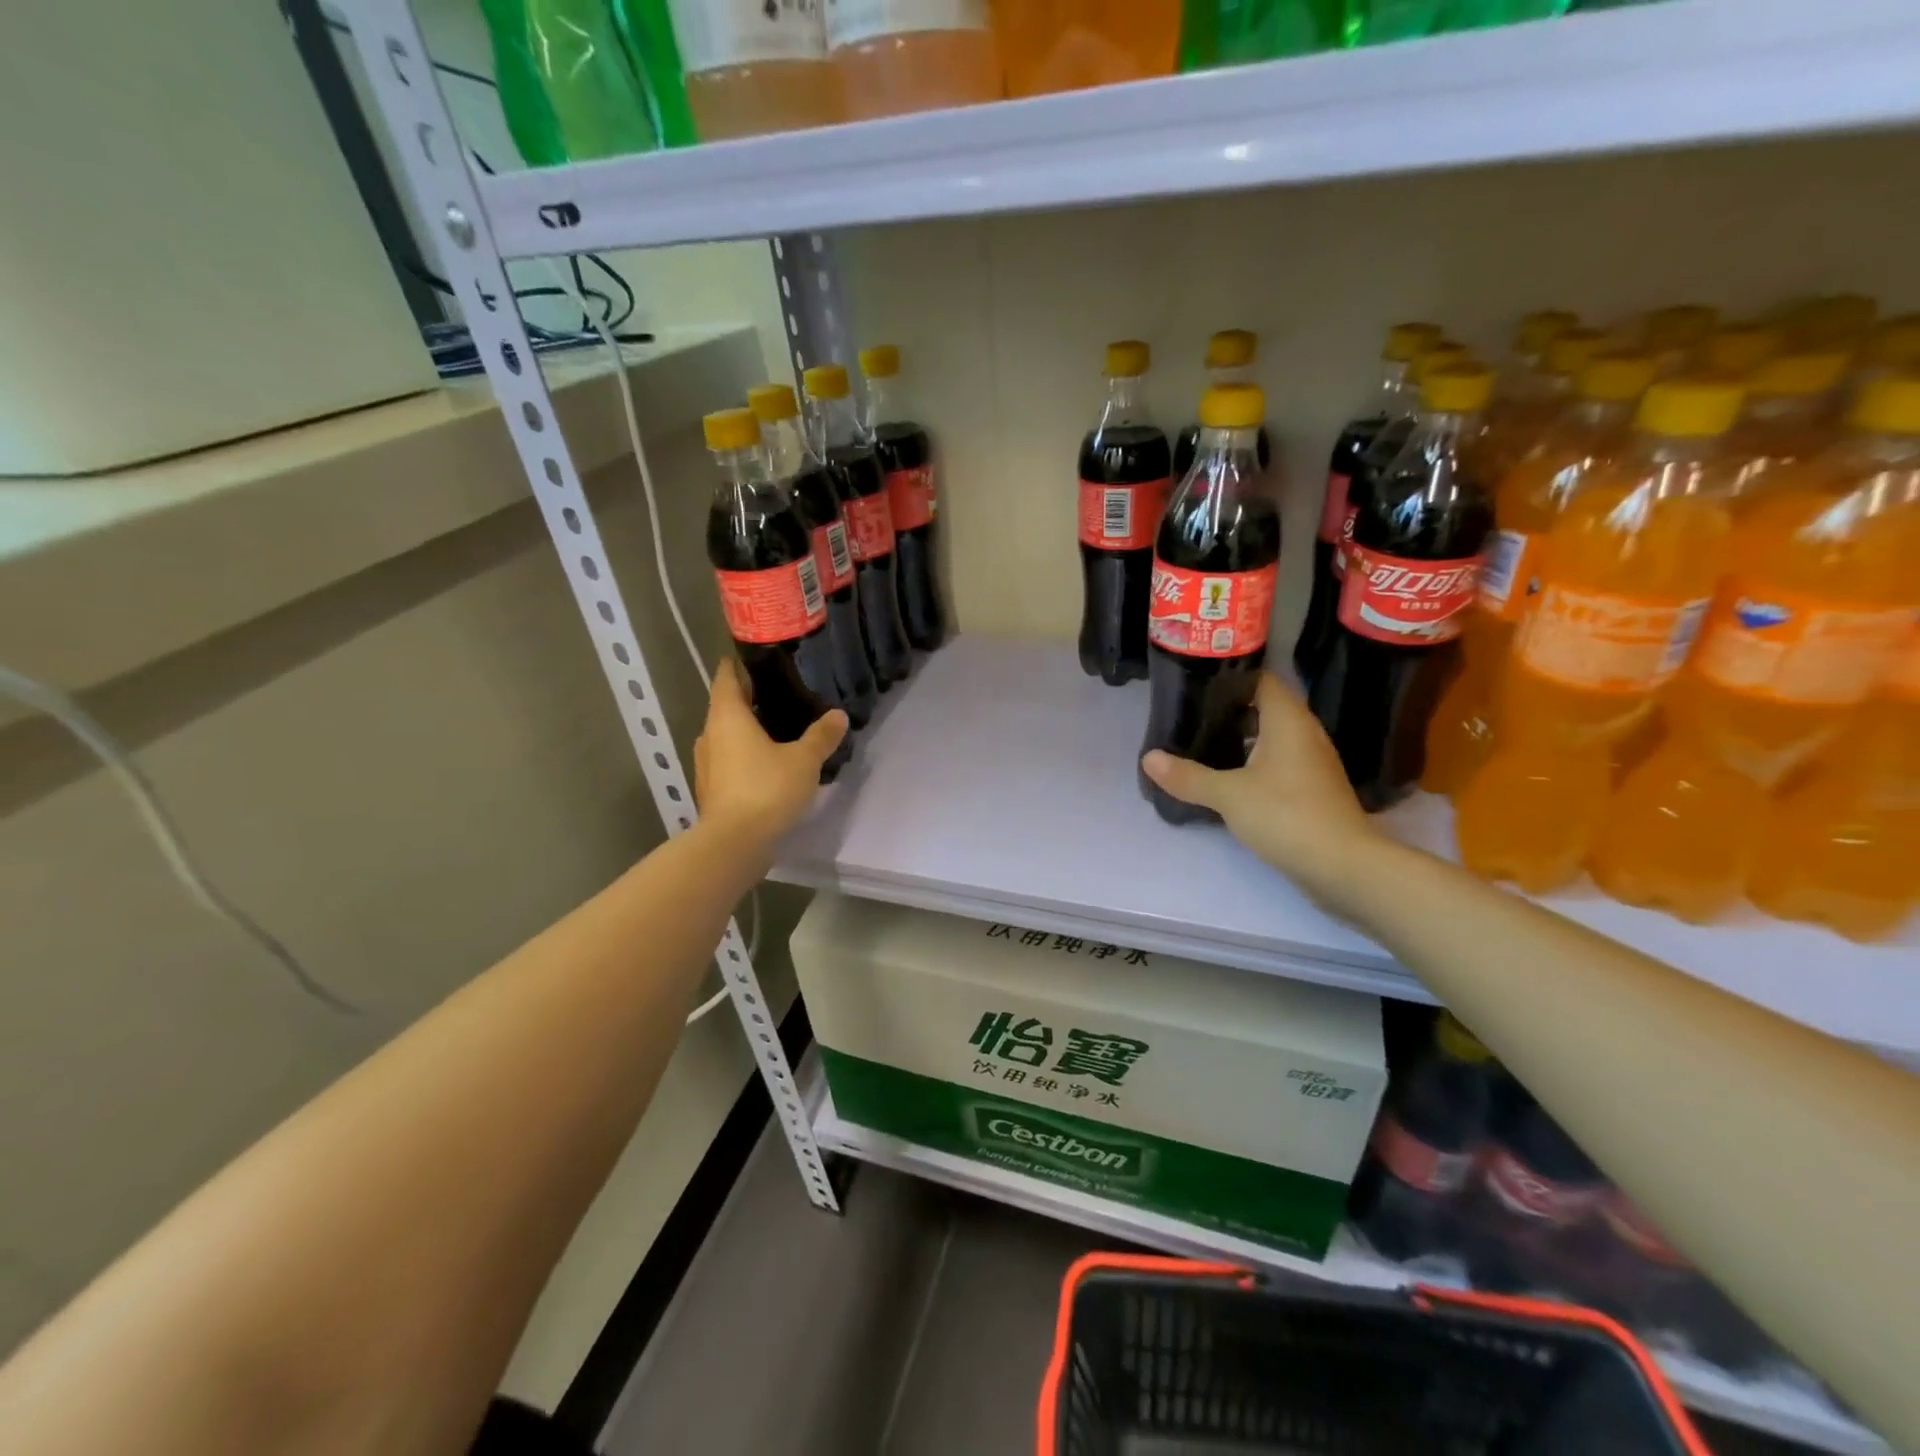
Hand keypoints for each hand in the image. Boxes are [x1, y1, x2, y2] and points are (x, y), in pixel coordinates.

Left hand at [693, 660, 846, 845]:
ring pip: (726, 735)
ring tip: (779, 729)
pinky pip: (729, 760)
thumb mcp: (804, 761)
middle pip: (726, 706)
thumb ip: (821, 736)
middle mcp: (710, 734)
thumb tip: (838, 715)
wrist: (734, 844)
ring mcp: (707, 764)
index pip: (726, 677)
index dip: (738, 664)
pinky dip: (745, 755)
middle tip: (782, 693)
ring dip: (747, 730)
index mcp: (727, 716)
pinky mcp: (712, 789)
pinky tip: (769, 763)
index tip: (757, 657)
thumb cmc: (766, 790)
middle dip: (749, 699)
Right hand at [1140, 672, 1378, 901]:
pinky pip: (1277, 762)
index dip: (1230, 676)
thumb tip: (1148, 758)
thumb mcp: (1228, 794)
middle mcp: (1304, 733)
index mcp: (1288, 720)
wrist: (1343, 866)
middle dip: (1228, 710)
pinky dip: (1252, 762)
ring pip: (1270, 737)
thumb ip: (1188, 775)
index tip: (1195, 683)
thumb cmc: (1287, 815)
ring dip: (1239, 739)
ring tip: (1200, 743)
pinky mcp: (1311, 789)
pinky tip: (1226, 777)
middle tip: (1188, 715)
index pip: (1261, 679)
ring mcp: (1311, 762)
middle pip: (1263, 708)